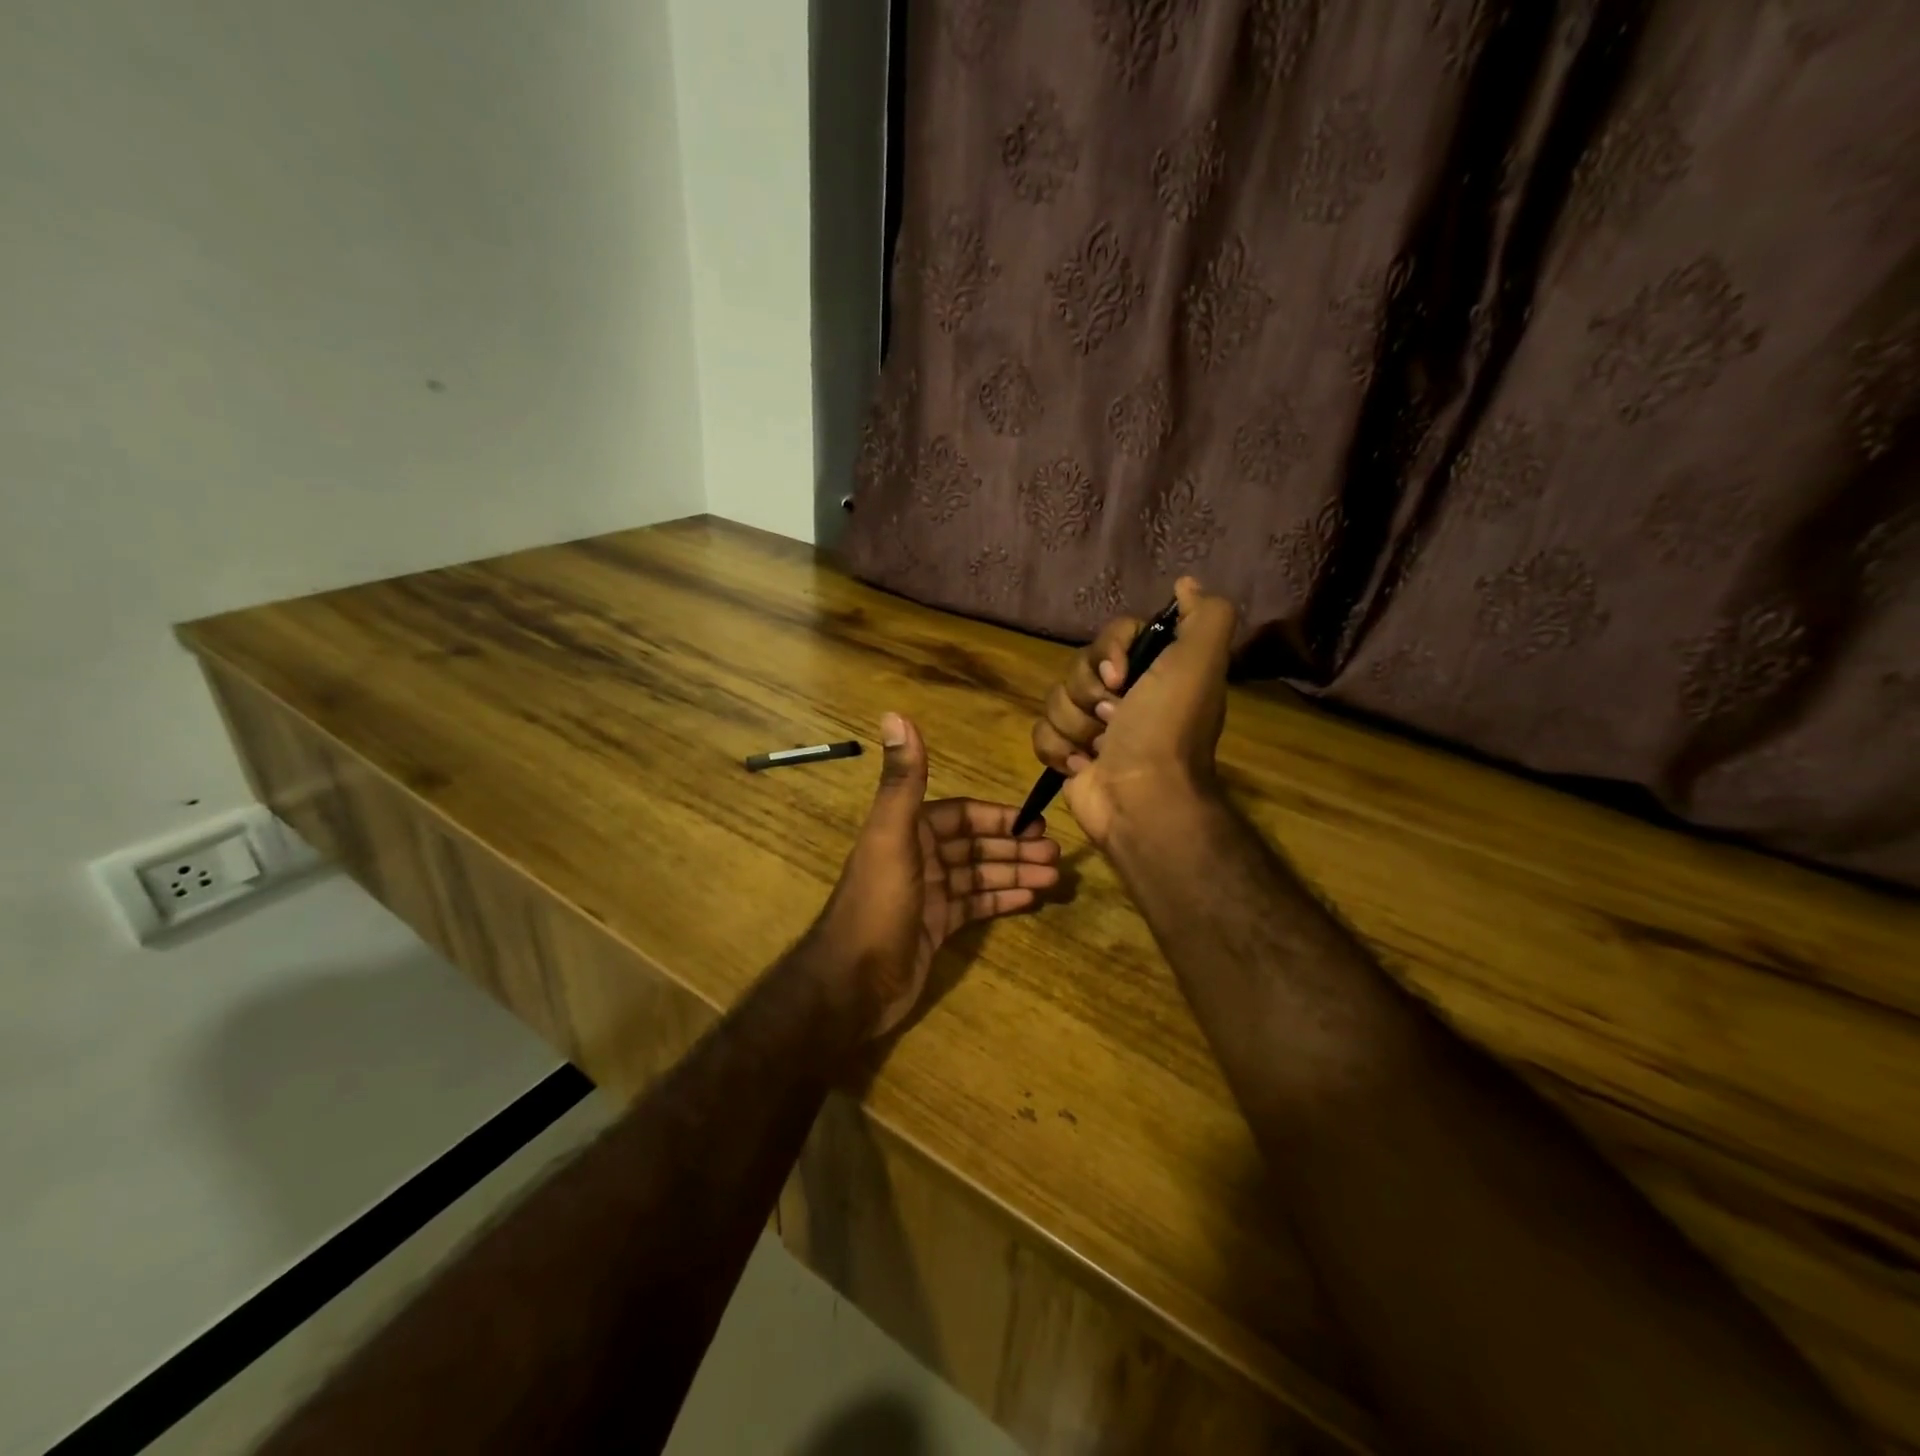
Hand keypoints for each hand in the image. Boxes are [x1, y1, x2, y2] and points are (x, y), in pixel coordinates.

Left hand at [812, 713, 1060, 1038]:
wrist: (853, 983)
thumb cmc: (878, 904)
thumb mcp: (891, 836)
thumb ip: (902, 780)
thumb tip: (895, 714)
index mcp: (909, 831)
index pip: (962, 815)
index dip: (998, 817)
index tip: (1036, 823)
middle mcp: (919, 858)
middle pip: (975, 846)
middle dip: (1014, 847)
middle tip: (1056, 855)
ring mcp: (929, 895)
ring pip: (980, 876)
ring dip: (1015, 873)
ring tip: (1054, 878)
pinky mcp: (936, 928)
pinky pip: (976, 907)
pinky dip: (1002, 900)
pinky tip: (1031, 899)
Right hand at [1031, 577, 1235, 847]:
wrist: (1141, 799)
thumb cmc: (1166, 729)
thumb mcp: (1200, 661)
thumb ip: (1206, 615)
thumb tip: (1186, 583)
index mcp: (1154, 671)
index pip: (1112, 635)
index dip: (1108, 651)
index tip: (1121, 677)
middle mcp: (1125, 695)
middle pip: (1078, 667)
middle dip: (1089, 693)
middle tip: (1114, 718)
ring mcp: (1094, 727)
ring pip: (1056, 700)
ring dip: (1075, 725)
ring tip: (1098, 749)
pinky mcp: (1068, 755)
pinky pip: (1041, 733)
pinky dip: (1058, 750)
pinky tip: (1081, 766)